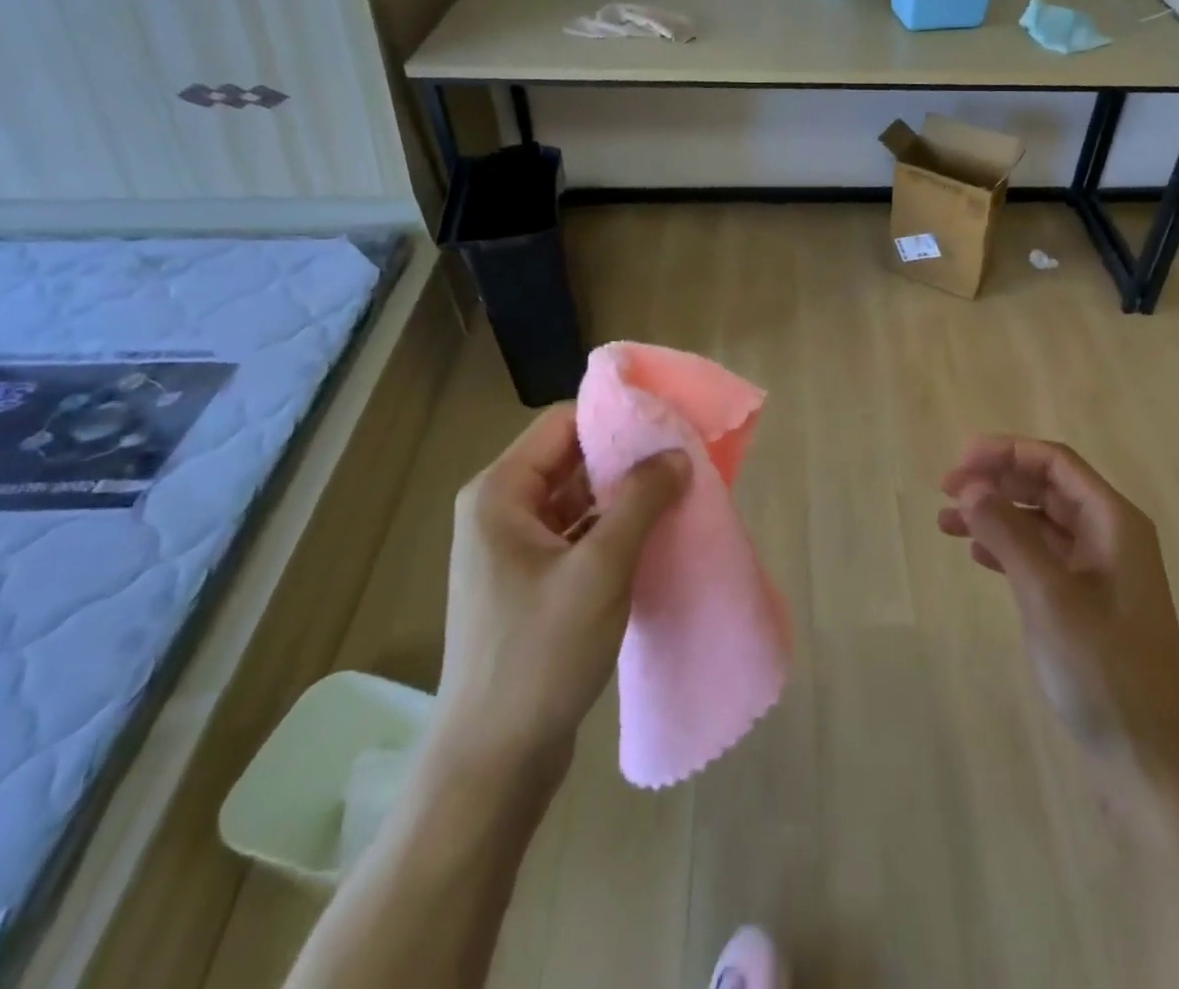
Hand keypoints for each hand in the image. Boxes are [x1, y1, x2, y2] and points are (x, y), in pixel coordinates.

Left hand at [430, 404, 690, 780]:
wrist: (493, 762)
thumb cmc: (540, 655)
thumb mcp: (600, 570)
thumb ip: (641, 500)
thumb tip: (677, 452)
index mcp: (500, 493)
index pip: (563, 423)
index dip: (616, 416)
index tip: (670, 421)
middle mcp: (500, 511)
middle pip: (572, 458)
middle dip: (627, 456)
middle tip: (685, 455)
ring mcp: (513, 550)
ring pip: (578, 498)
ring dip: (624, 494)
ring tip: (680, 490)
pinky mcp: (531, 582)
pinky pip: (578, 534)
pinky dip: (614, 528)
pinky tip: (655, 533)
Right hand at [938, 437, 1178, 774]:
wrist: (1149, 762)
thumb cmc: (1102, 669)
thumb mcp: (1047, 595)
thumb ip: (1008, 533)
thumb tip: (970, 486)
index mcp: (1114, 522)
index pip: (1055, 463)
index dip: (1006, 452)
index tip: (960, 462)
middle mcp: (1110, 536)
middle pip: (1047, 487)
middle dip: (997, 481)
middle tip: (946, 490)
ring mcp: (1101, 571)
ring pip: (1040, 521)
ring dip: (996, 514)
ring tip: (946, 522)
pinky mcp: (1088, 601)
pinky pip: (1043, 555)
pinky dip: (1009, 547)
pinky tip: (978, 554)